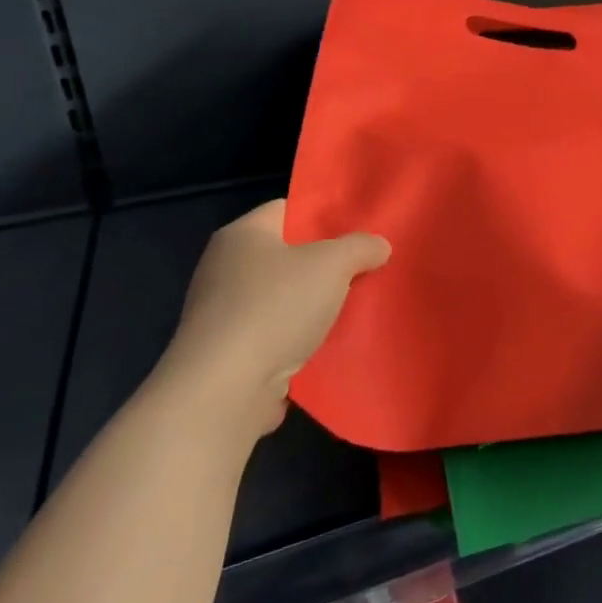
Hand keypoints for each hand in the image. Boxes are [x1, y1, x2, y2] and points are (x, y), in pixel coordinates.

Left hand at [154, 200, 389, 441]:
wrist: (223, 393)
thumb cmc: (275, 308)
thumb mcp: (333, 264)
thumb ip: (361, 246)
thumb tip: (379, 245)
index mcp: (242, 235)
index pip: (288, 209)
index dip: (324, 216)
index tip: (359, 229)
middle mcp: (224, 268)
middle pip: (287, 255)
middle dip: (325, 264)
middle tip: (365, 267)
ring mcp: (222, 314)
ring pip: (283, 298)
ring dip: (314, 306)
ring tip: (355, 307)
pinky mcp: (227, 355)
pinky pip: (274, 336)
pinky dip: (299, 341)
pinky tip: (329, 345)